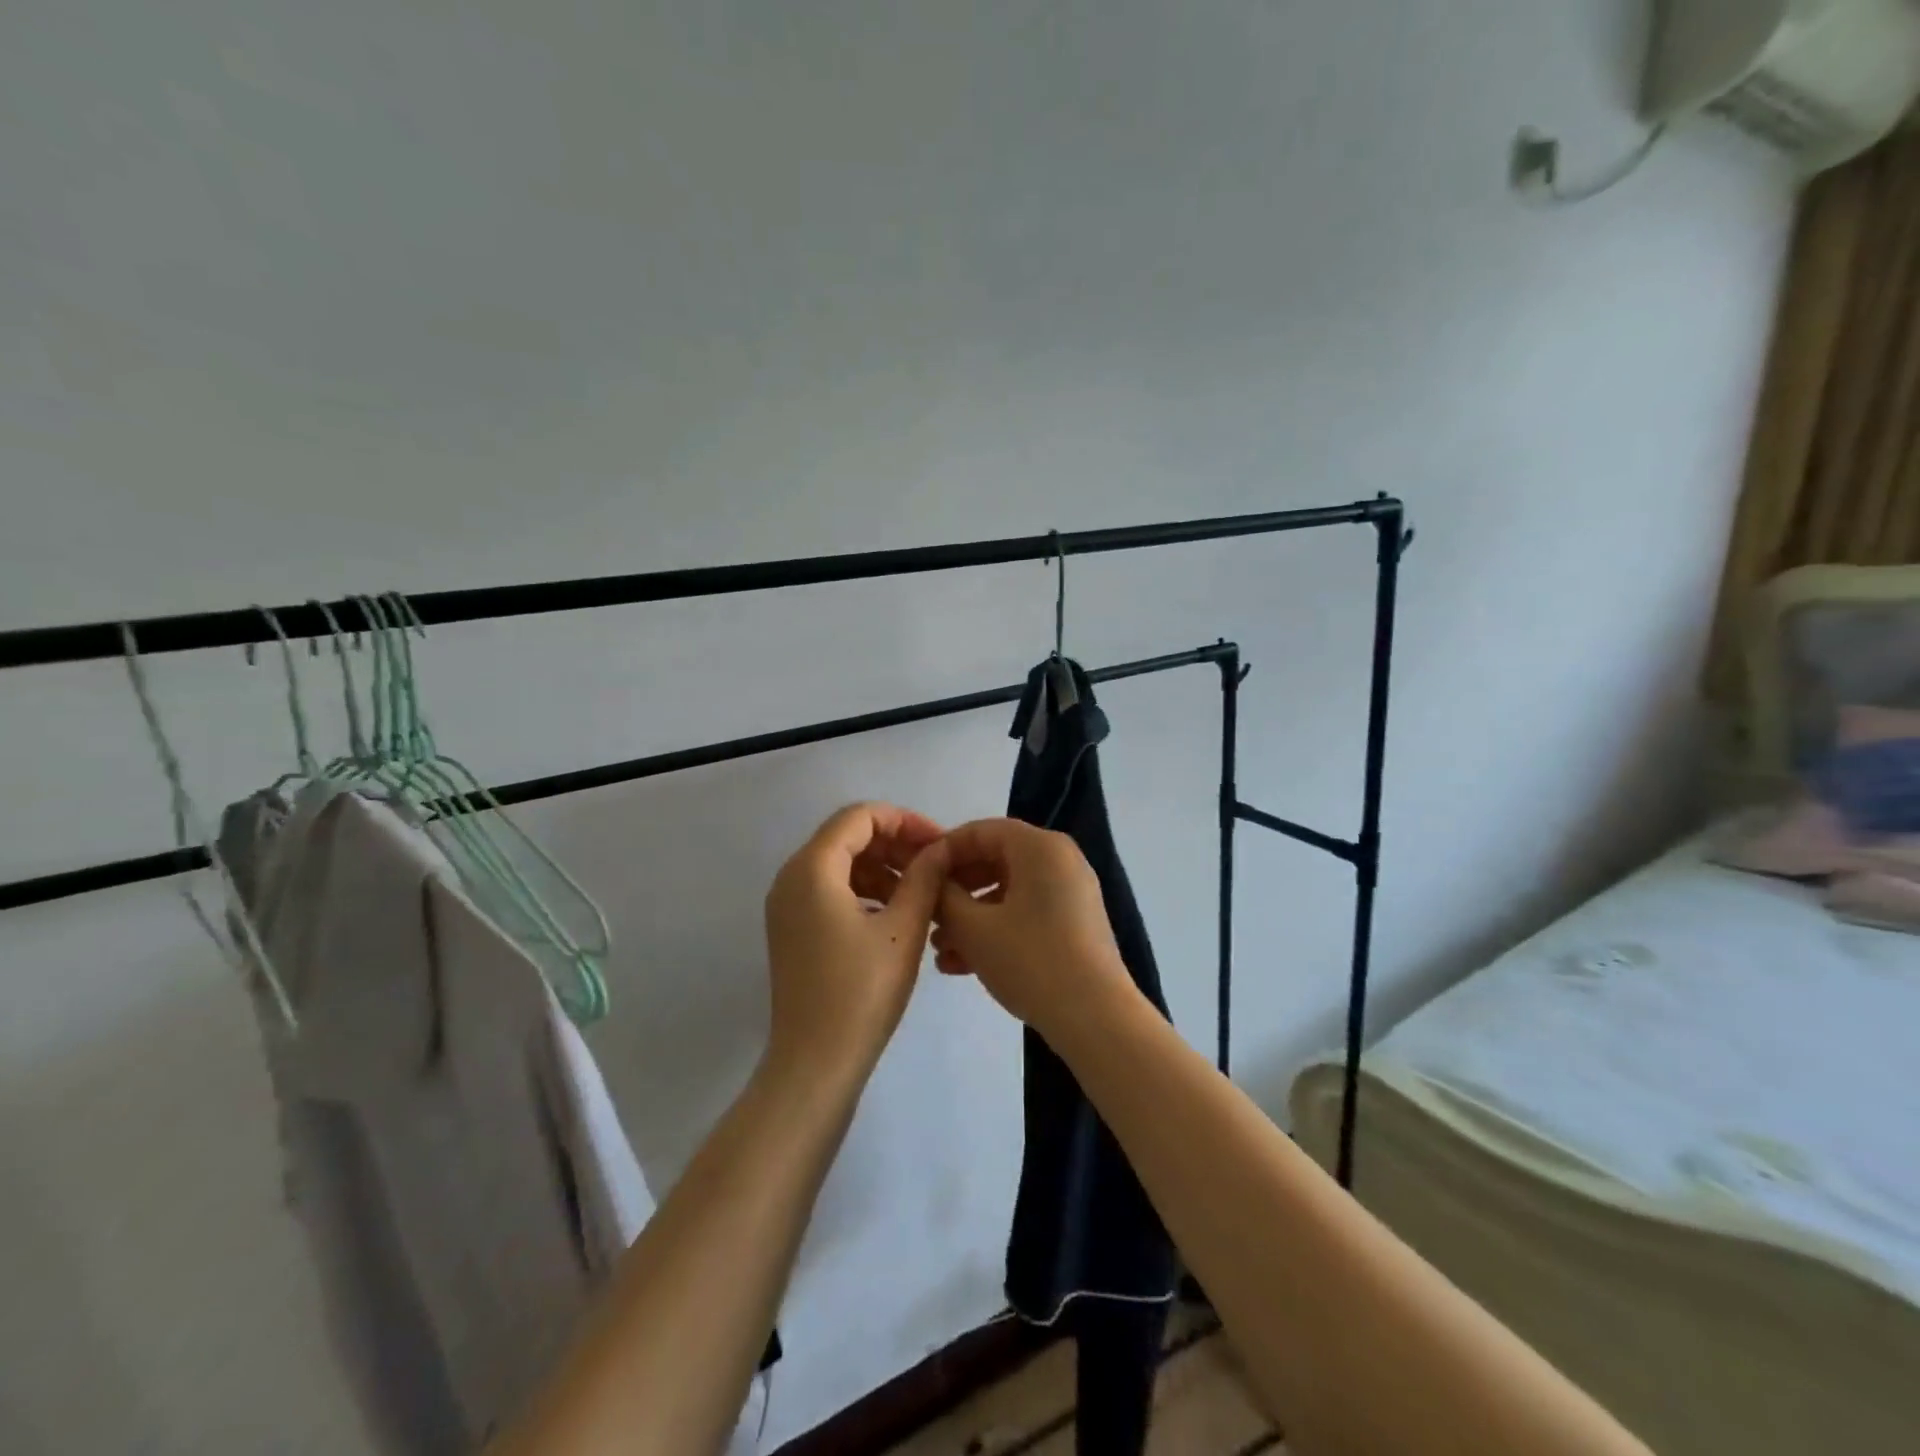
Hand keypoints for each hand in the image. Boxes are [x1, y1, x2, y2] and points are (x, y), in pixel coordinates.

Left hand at [763, 803, 949, 1084]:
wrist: (815, 1065)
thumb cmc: (862, 992)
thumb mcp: (904, 929)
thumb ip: (924, 878)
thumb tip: (939, 849)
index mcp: (812, 868)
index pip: (860, 816)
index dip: (905, 821)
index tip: (940, 844)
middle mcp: (791, 878)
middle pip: (848, 837)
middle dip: (895, 844)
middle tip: (937, 867)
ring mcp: (787, 906)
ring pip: (841, 865)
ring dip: (883, 869)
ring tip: (924, 893)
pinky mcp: (793, 930)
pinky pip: (830, 891)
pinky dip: (865, 891)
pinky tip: (897, 915)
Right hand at [933, 818, 1135, 1039]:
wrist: (1096, 1018)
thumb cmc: (1030, 960)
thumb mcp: (973, 928)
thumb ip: (944, 897)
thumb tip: (931, 880)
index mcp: (1039, 846)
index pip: (980, 831)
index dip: (943, 851)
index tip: (915, 876)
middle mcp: (1059, 860)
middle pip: (994, 860)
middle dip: (956, 890)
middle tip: (927, 915)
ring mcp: (1071, 893)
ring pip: (1008, 892)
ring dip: (971, 917)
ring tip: (940, 950)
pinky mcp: (1075, 924)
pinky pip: (1026, 913)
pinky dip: (996, 930)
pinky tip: (963, 965)